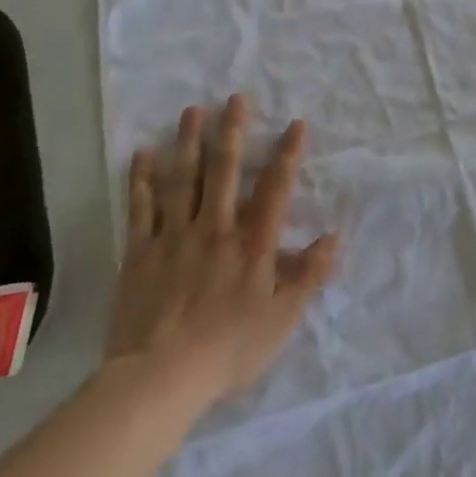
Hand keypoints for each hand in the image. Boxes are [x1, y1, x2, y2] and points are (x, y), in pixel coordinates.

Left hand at [109, 96, 339, 404]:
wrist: (160, 378)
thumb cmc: (228, 349)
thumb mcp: (282, 319)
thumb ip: (309, 275)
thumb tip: (335, 236)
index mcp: (252, 244)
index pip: (275, 189)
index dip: (288, 154)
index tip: (296, 123)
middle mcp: (214, 228)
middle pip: (224, 171)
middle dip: (232, 131)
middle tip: (235, 98)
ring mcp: (174, 236)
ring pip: (182, 179)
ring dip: (188, 142)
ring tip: (193, 110)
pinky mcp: (140, 251)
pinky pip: (140, 207)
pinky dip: (141, 178)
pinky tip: (143, 153)